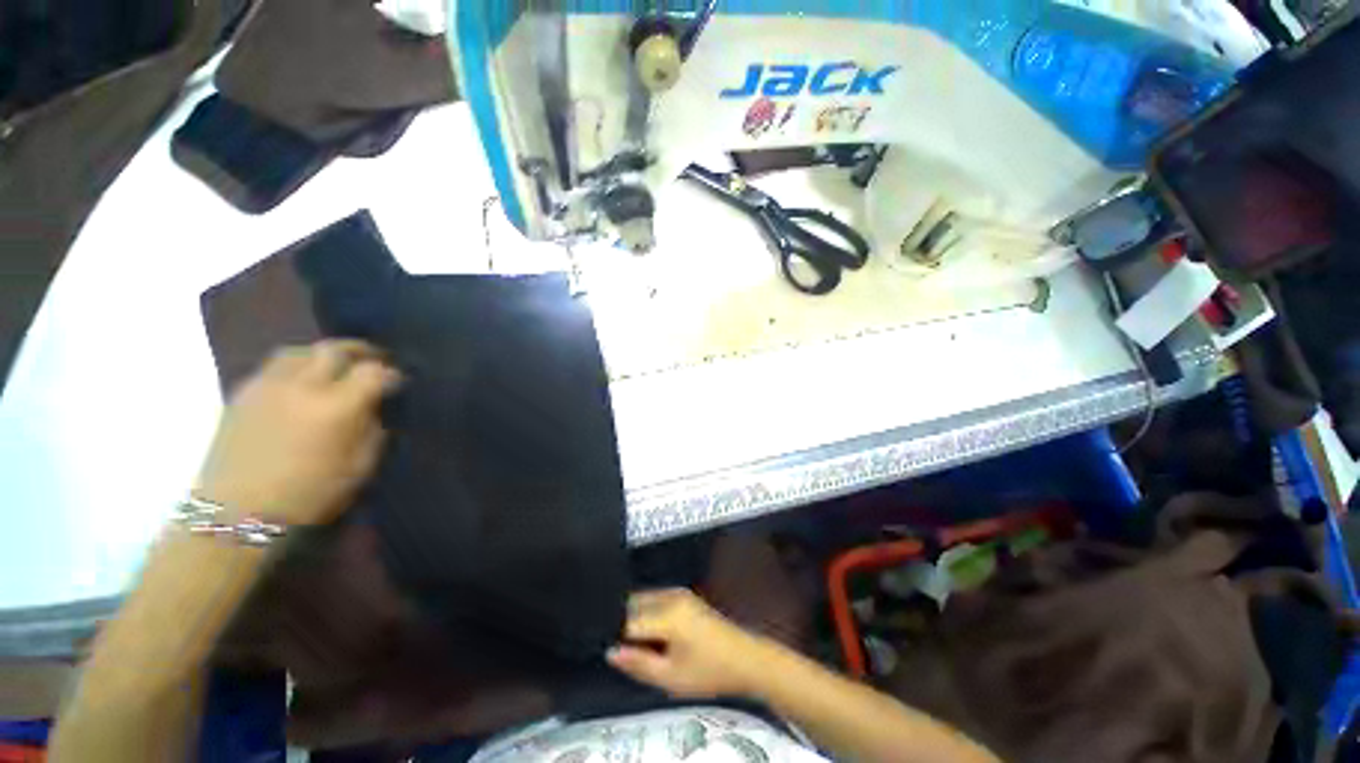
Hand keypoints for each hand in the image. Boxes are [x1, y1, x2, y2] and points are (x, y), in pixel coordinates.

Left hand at [193, 340, 400, 525]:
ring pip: (300, 351)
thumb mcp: (359, 468)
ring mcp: (268, 386)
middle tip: (373, 359)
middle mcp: (303, 387)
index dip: (390, 373)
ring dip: (323, 354)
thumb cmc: (308, 496)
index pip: (373, 372)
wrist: (236, 514)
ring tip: (334, 365)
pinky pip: (274, 366)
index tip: (396, 382)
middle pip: (334, 350)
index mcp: (337, 408)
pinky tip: (300, 381)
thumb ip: (372, 431)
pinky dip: (295, 365)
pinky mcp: (242, 393)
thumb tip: (373, 409)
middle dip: (360, 351)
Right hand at [607, 589, 775, 699]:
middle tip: (622, 650)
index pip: (627, 619)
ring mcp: (678, 592)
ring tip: (637, 645)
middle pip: (633, 604)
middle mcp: (670, 595)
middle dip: (622, 624)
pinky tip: (652, 635)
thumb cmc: (709, 672)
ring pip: (643, 600)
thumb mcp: (671, 677)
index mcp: (667, 614)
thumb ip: (638, 664)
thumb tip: (610, 652)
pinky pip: (655, 599)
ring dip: (634, 618)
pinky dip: (646, 613)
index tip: (608, 650)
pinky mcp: (684, 595)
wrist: (745, 658)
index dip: (615, 635)